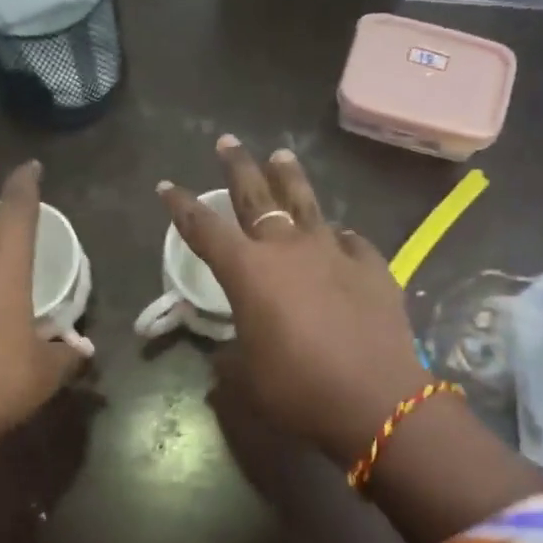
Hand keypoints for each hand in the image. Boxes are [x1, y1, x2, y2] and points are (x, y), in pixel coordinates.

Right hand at [158, 136, 430, 463]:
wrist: (375, 400)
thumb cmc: (298, 390)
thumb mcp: (248, 376)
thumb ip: (232, 356)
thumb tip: (228, 354)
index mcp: (248, 271)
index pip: (203, 229)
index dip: (181, 207)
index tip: (167, 186)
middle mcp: (287, 248)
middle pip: (256, 195)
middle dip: (237, 167)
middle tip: (227, 142)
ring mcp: (333, 252)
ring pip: (306, 202)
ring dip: (290, 178)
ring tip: (281, 155)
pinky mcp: (371, 266)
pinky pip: (349, 241)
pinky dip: (337, 237)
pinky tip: (338, 236)